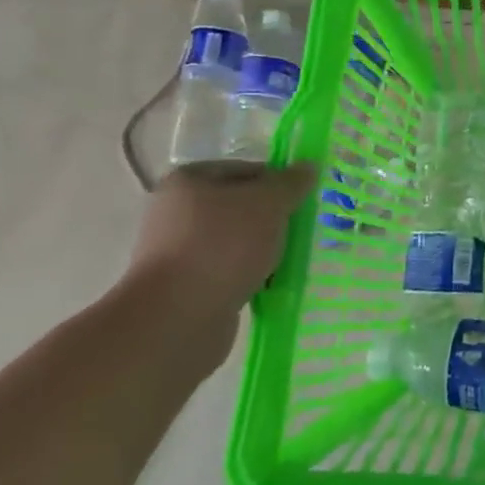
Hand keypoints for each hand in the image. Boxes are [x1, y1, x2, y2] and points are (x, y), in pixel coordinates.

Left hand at [124, 161, 315, 346]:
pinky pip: (228, 271)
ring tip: (289, 261)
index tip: (303, 202)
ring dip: (263, 249)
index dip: (278, 183)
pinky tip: (271, 285)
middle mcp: (176, 212)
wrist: (177, 318)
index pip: (246, 170)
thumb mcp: (268, 204)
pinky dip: (249, 275)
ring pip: (236, 241)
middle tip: (301, 230)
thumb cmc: (222, 246)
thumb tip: (307, 167)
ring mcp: (177, 251)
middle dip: (272, 219)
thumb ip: (290, 183)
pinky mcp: (184, 287)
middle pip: (240, 207)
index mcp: (188, 180)